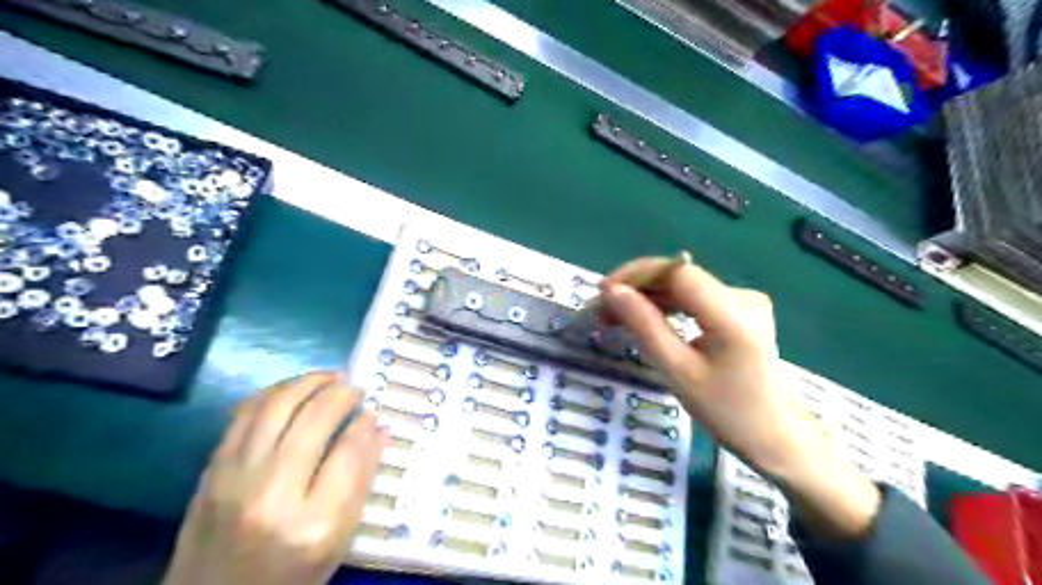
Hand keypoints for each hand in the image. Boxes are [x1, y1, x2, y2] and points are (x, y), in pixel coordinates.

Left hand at [161, 372, 388, 584]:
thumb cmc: (290, 576)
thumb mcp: (338, 541)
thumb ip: (361, 482)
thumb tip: (378, 429)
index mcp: (313, 523)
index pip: (348, 453)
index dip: (366, 424)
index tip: (374, 412)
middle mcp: (271, 494)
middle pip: (313, 419)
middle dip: (341, 393)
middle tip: (356, 386)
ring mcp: (234, 479)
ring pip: (276, 405)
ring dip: (307, 381)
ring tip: (329, 378)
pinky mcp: (211, 471)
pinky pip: (244, 414)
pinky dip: (273, 393)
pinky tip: (292, 391)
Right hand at [604, 259, 877, 542]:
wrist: (774, 434)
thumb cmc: (726, 412)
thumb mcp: (677, 371)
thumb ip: (644, 326)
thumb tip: (612, 292)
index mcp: (733, 314)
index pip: (677, 271)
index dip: (637, 275)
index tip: (603, 292)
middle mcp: (743, 296)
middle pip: (678, 277)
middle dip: (636, 289)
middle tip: (600, 311)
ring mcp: (744, 300)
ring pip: (682, 288)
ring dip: (646, 299)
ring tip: (612, 318)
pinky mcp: (739, 309)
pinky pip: (693, 299)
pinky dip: (664, 307)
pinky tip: (641, 320)